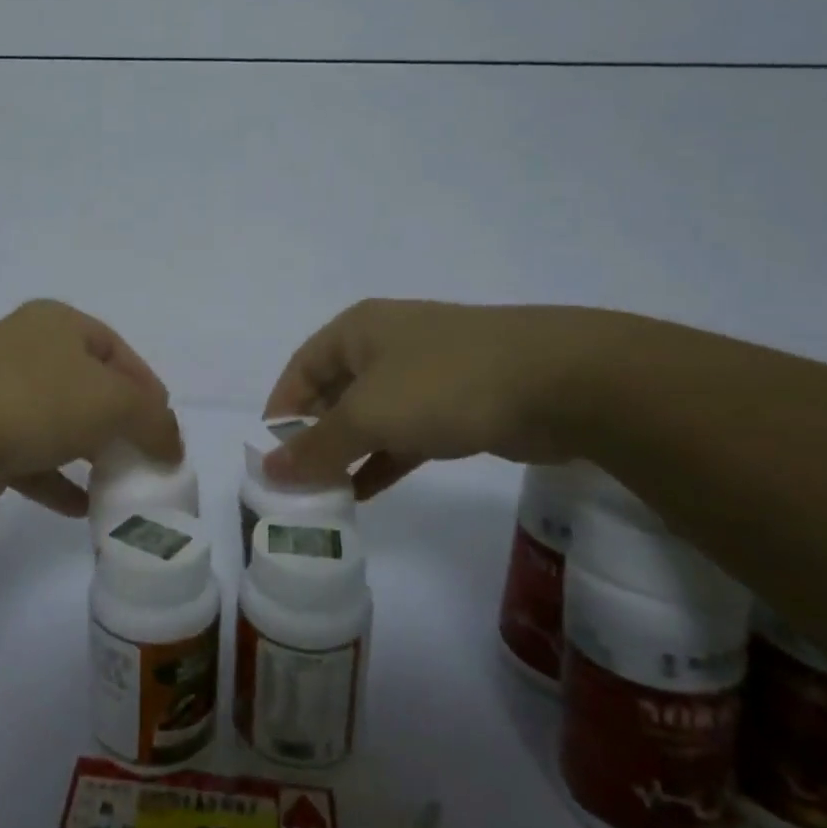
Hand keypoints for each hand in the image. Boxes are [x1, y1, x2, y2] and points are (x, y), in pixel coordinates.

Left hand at [0, 300, 179, 515]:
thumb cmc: (39, 401)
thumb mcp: (115, 403)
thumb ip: (154, 420)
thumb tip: (172, 446)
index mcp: (58, 324)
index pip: (117, 351)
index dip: (148, 387)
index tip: (166, 427)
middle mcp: (27, 350)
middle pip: (88, 386)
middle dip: (120, 423)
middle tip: (145, 456)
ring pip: (59, 423)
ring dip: (90, 453)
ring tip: (119, 483)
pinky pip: (31, 459)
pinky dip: (58, 481)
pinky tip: (82, 509)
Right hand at [262, 301, 612, 498]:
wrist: (558, 382)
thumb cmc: (443, 383)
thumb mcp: (368, 414)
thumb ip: (316, 446)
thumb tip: (268, 471)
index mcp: (357, 330)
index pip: (301, 368)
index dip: (280, 408)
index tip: (269, 455)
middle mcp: (386, 345)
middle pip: (334, 392)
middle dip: (314, 436)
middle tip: (296, 483)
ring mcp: (425, 375)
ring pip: (371, 417)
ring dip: (347, 453)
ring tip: (324, 496)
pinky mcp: (456, 406)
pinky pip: (405, 434)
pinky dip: (383, 460)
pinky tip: (364, 492)